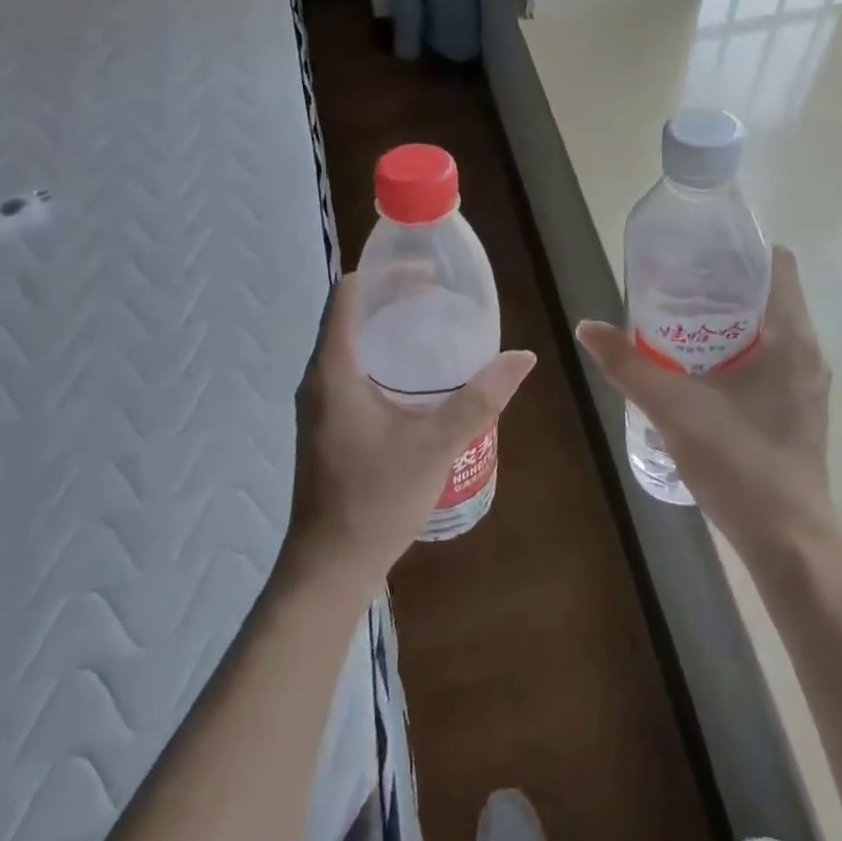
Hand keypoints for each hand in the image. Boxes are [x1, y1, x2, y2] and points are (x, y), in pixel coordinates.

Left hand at [284, 272, 535, 587]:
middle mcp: (318, 378)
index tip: (427, 274)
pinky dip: (382, 357)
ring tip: (434, 327)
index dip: (384, 274)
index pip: (348, 295)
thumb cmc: (376, 499)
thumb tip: (523, 357)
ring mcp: (319, 403)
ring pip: (351, 344)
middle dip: (393, 298)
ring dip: (388, 328)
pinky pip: (352, 370)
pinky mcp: (327, 424)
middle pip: (351, 315)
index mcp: (334, 370)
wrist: (329, 566)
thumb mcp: (436, 445)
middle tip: (441, 297)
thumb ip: (480, 398)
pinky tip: (418, 378)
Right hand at [577, 246, 833, 560]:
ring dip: (730, 321)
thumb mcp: (675, 409)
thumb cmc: (740, 463)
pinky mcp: (798, 410)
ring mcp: (807, 384)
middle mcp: (807, 352)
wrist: (788, 542)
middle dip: (724, 285)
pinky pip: (770, 361)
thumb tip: (587, 327)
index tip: (699, 251)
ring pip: (769, 331)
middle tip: (675, 284)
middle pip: (769, 295)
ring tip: (680, 322)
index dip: (740, 249)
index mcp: (792, 337)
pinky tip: (700, 371)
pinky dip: (738, 352)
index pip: (778, 264)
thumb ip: (629, 366)